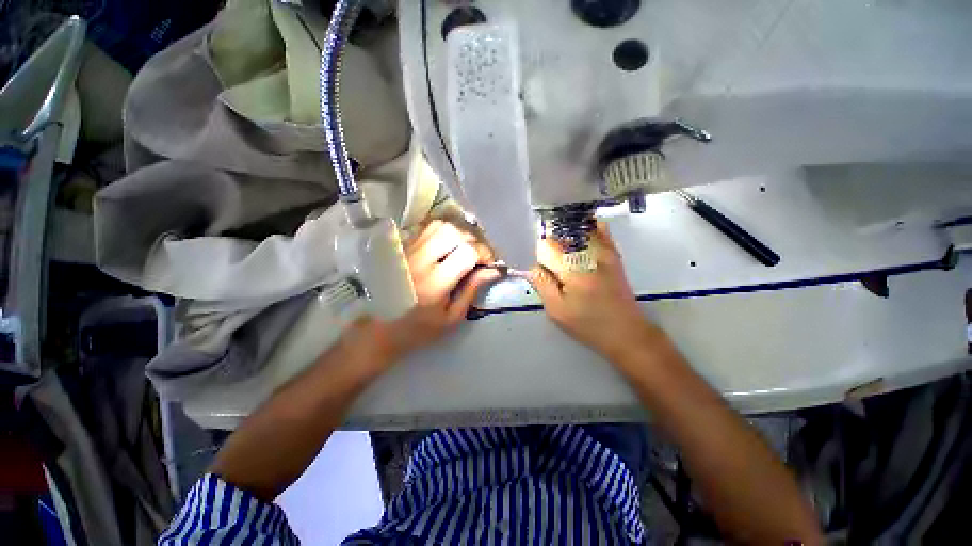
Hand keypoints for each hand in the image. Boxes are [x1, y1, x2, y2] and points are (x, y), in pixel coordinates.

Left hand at [369, 220, 498, 360]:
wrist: (381, 328)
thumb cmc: (420, 328)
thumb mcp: (452, 317)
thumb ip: (472, 290)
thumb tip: (493, 270)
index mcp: (434, 283)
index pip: (466, 252)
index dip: (484, 253)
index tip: (489, 263)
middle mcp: (420, 261)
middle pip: (453, 232)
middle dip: (473, 240)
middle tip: (478, 255)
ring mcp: (408, 251)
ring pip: (440, 225)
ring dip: (458, 233)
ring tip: (464, 248)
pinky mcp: (402, 248)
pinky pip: (426, 228)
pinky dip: (443, 232)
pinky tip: (448, 245)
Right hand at [529, 222, 658, 361]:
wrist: (626, 331)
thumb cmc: (589, 324)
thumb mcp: (556, 310)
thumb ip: (541, 283)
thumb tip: (534, 266)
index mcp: (574, 268)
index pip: (546, 246)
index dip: (540, 258)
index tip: (545, 272)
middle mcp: (590, 252)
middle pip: (560, 235)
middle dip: (552, 250)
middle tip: (555, 271)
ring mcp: (605, 250)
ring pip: (576, 231)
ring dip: (566, 241)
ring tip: (567, 262)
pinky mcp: (613, 253)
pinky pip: (597, 230)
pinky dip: (584, 233)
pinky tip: (580, 249)